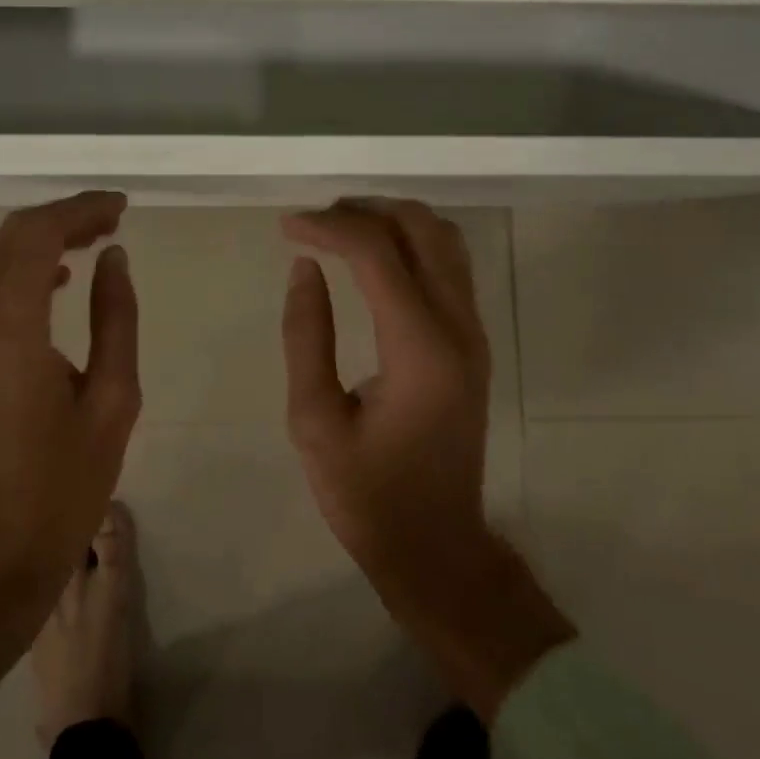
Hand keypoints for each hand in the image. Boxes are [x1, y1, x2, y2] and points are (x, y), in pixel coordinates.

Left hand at [0, 192, 141, 701]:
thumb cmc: (65, 485)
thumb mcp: (113, 399)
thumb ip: (115, 317)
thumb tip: (113, 259)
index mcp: (10, 330)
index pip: (37, 236)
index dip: (80, 210)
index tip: (121, 209)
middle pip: (11, 238)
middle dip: (62, 217)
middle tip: (112, 220)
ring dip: (42, 241)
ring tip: (95, 242)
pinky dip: (24, 271)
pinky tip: (59, 281)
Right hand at [281, 200, 574, 720]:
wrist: (438, 547)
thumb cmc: (368, 495)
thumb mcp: (314, 422)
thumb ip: (306, 335)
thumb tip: (305, 266)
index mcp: (419, 349)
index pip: (377, 253)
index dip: (328, 227)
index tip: (286, 227)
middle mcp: (457, 327)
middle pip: (421, 228)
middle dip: (363, 211)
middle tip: (314, 222)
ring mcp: (473, 331)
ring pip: (443, 238)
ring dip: (391, 220)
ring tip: (340, 230)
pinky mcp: (473, 339)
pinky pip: (449, 263)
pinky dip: (410, 241)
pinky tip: (373, 257)